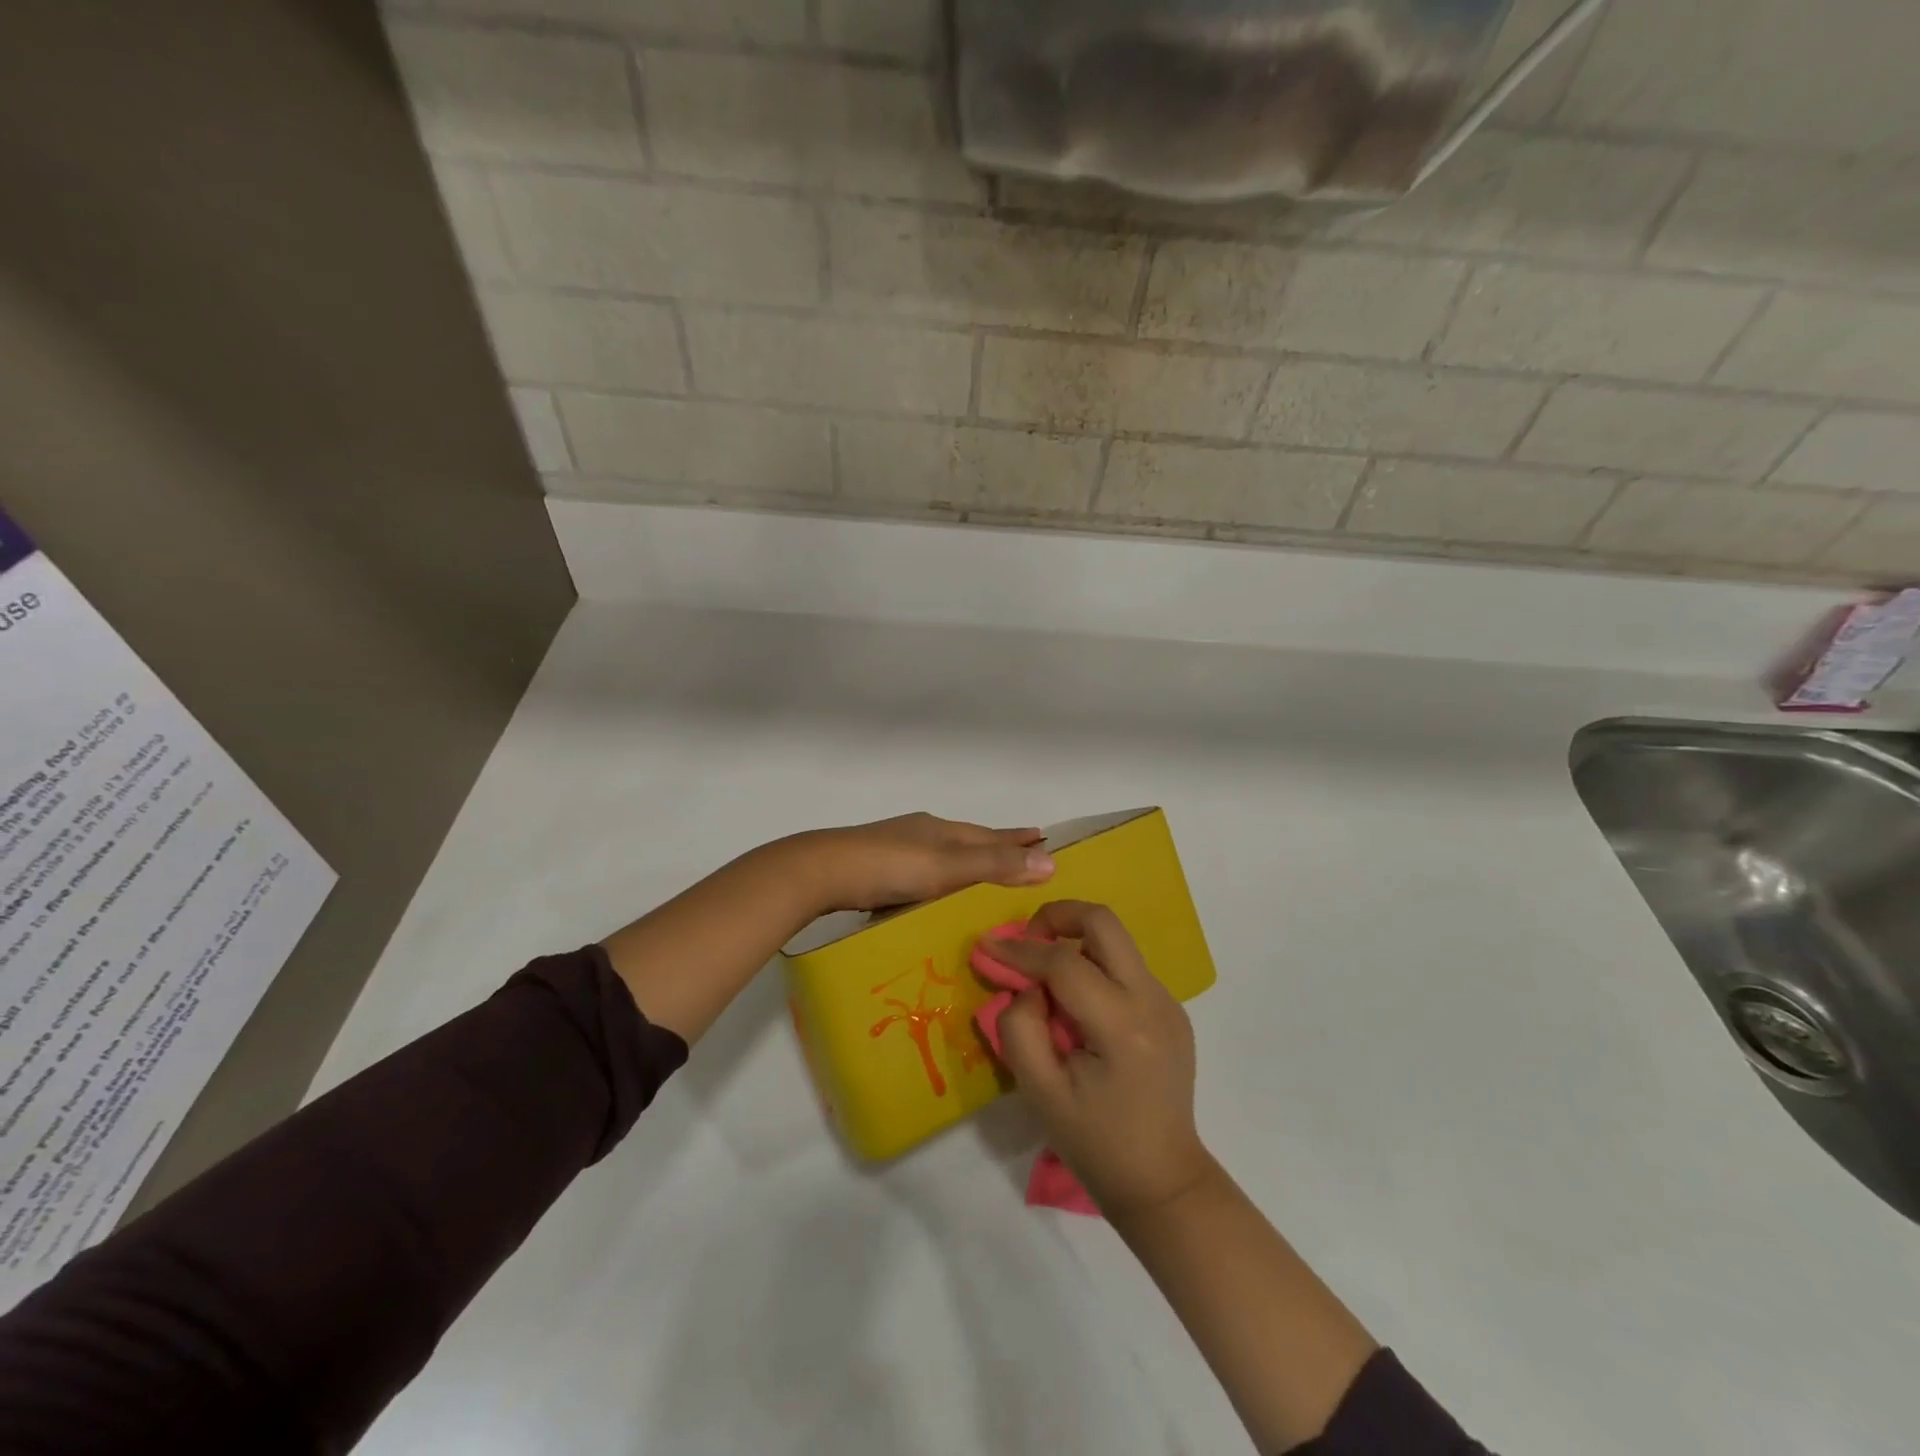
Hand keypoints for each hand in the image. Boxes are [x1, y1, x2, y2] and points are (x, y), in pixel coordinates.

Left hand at [792, 813, 1054, 913]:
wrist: (821, 872)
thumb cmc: (889, 866)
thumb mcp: (947, 866)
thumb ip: (994, 864)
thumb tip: (1051, 861)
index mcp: (941, 829)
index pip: (990, 834)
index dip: (1017, 838)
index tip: (1043, 837)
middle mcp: (921, 834)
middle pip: (968, 841)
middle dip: (994, 848)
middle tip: (1021, 857)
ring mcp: (896, 850)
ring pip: (942, 857)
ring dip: (966, 865)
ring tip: (983, 880)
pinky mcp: (876, 870)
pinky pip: (921, 874)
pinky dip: (938, 881)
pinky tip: (935, 896)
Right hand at [985, 901, 1214, 1215]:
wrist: (1163, 1182)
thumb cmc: (1095, 1143)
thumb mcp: (1040, 1092)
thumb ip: (1020, 1028)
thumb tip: (1027, 985)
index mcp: (1121, 1025)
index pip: (1064, 962)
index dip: (1021, 948)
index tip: (987, 944)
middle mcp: (1153, 1000)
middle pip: (1103, 922)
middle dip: (1058, 916)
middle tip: (1028, 940)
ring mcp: (1169, 1001)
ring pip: (1116, 940)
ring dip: (1076, 942)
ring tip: (1046, 976)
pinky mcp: (1172, 1009)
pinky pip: (1125, 967)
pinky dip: (1094, 966)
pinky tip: (1077, 1006)